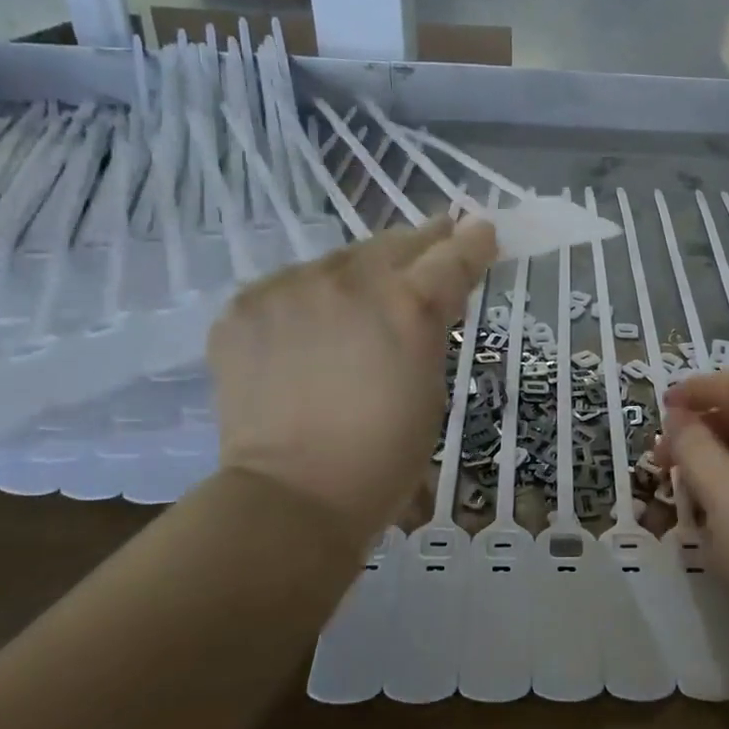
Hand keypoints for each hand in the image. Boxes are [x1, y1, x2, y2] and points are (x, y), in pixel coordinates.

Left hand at [206, 214, 497, 540]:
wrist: (292, 496)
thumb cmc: (384, 457)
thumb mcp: (431, 388)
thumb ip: (431, 330)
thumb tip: (430, 299)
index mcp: (409, 306)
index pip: (452, 256)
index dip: (473, 243)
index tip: (483, 231)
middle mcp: (350, 281)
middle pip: (395, 243)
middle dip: (421, 245)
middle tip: (435, 244)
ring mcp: (291, 288)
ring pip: (339, 261)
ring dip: (360, 275)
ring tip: (362, 301)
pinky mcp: (246, 306)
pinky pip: (290, 288)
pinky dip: (307, 302)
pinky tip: (309, 332)